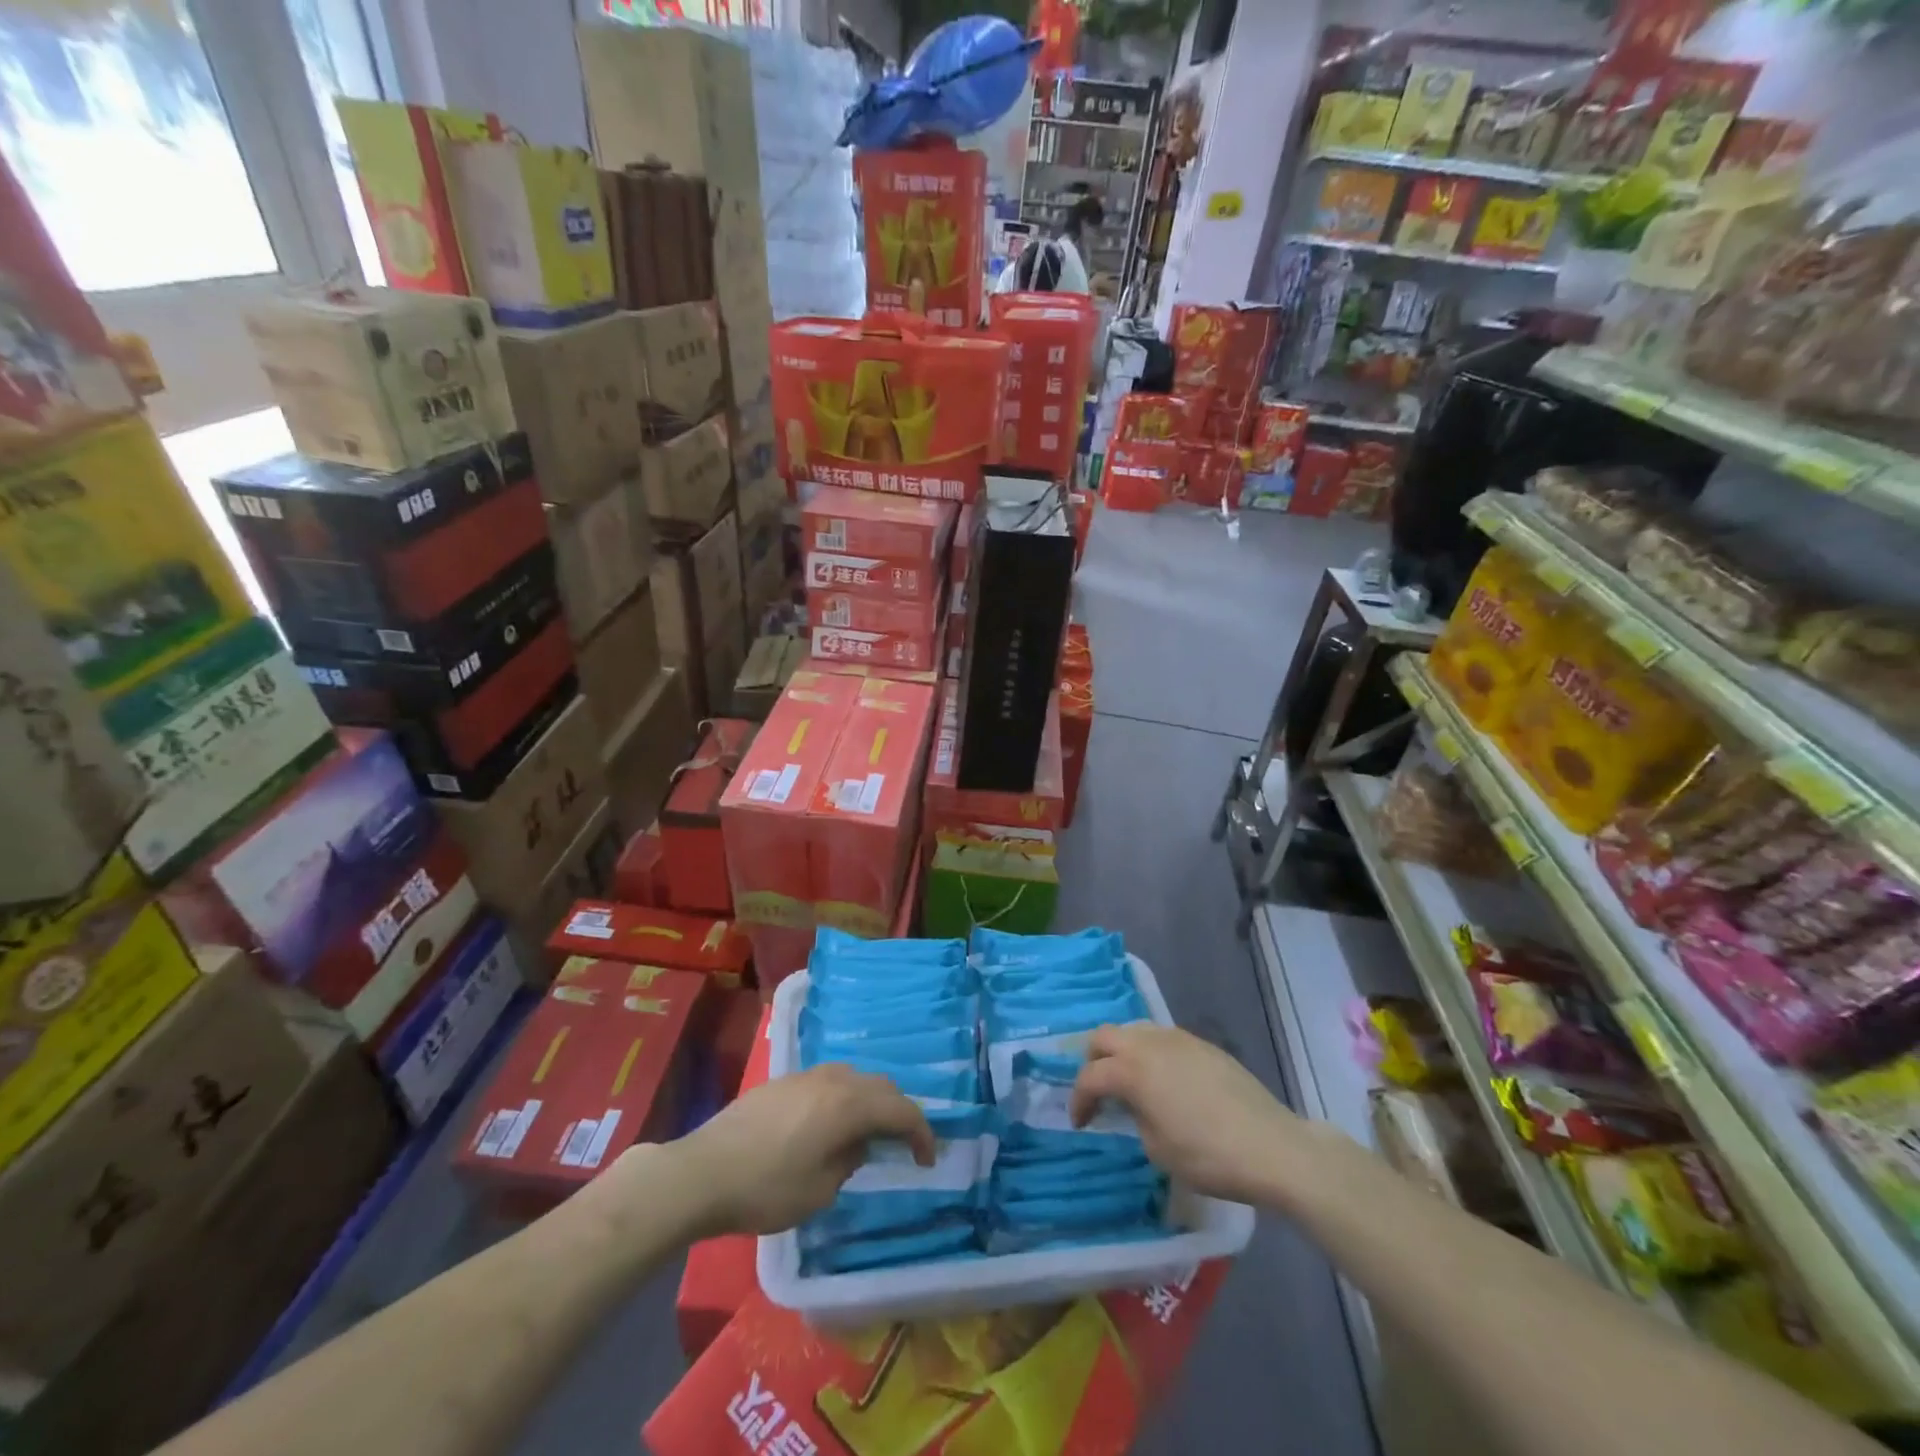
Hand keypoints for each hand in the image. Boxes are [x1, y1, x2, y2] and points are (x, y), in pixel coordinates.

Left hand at [672, 1065, 934, 1235]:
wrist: (703, 1171)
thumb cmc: (766, 1188)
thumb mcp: (820, 1190)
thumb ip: (849, 1160)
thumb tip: (856, 1143)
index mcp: (848, 1104)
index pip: (901, 1110)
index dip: (921, 1133)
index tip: (927, 1159)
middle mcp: (833, 1079)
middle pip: (881, 1086)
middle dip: (899, 1112)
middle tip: (905, 1144)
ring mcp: (806, 1076)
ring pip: (855, 1078)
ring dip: (871, 1101)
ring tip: (870, 1132)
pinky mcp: (784, 1081)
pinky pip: (830, 1081)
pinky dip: (845, 1098)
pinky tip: (831, 1124)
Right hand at [1070, 1023, 1308, 1206]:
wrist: (1271, 1146)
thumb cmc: (1208, 1156)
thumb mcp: (1157, 1149)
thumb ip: (1134, 1117)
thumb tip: (1133, 1105)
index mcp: (1132, 1069)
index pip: (1090, 1076)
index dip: (1079, 1100)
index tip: (1080, 1122)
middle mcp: (1149, 1043)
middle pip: (1104, 1036)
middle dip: (1093, 1062)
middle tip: (1099, 1092)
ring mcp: (1178, 1038)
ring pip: (1134, 1030)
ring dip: (1122, 1051)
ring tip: (1129, 1082)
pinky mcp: (1202, 1044)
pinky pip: (1162, 1038)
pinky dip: (1150, 1053)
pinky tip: (1163, 1080)